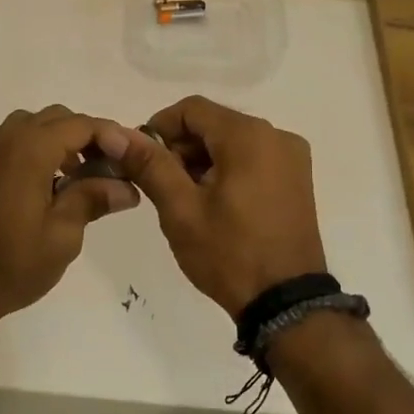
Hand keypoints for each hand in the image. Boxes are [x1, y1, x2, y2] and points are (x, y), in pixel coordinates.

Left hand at [0, 106, 140, 335]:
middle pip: (57, 119)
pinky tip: (53, 185)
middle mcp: (4, 139)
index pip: (80, 125)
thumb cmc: (11, 265)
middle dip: (88, 137)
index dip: (111, 136)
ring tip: (83, 177)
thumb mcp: (63, 235)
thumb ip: (93, 199)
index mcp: (28, 150)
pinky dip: (39, 149)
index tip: (134, 158)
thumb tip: (127, 187)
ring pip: (34, 126)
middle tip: (112, 169)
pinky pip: (15, 141)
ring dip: (62, 141)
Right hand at [101, 95, 326, 319]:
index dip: (159, 128)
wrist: (286, 303)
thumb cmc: (229, 253)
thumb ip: (150, 164)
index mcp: (249, 136)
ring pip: (232, 141)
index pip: (191, 109)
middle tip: (159, 185)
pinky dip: (226, 170)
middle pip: (213, 123)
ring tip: (184, 199)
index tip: (141, 160)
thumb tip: (116, 134)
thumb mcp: (180, 209)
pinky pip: (252, 158)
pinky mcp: (297, 179)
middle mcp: (276, 136)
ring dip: (202, 160)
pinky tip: (213, 203)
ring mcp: (291, 158)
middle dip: (180, 147)